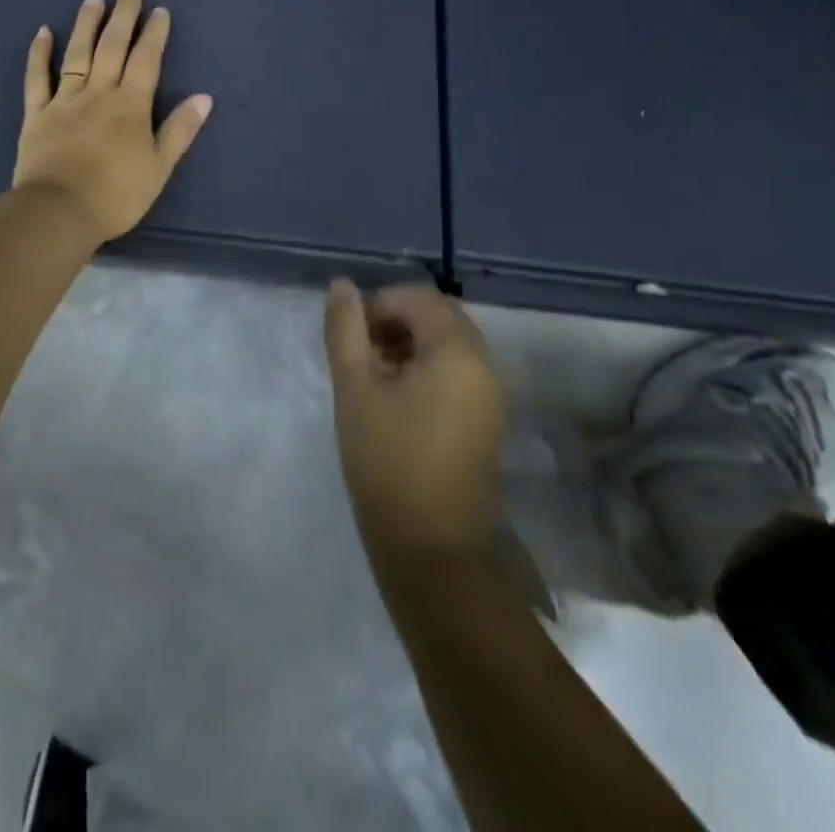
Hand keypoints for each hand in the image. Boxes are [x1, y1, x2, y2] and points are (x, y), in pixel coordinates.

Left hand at [15, 0, 213, 243]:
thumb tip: (204, 98)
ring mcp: (65, 100)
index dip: (154, 34)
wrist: (59, 211)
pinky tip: (44, 32)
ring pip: (77, 54)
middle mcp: (99, 93)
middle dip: (123, 18)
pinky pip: (37, 77)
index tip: (160, 11)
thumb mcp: (159, 168)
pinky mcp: (37, 113)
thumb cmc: (116, 195)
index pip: (146, 61)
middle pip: (112, 47)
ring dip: (86, 24)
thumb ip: (179, 131)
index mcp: (131, 106)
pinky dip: (40, 54)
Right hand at [326, 281, 508, 560]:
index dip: (379, 304)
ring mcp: (491, 396)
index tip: (350, 334)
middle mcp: (485, 366)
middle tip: (359, 352)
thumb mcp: (354, 387)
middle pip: (439, 317)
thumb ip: (346, 329)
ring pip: (449, 345)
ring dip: (409, 345)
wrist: (431, 547)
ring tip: (372, 375)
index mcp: (458, 352)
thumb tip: (342, 286)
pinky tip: (395, 398)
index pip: (419, 298)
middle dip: (395, 322)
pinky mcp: (487, 421)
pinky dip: (426, 369)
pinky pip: (458, 373)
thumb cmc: (387, 459)